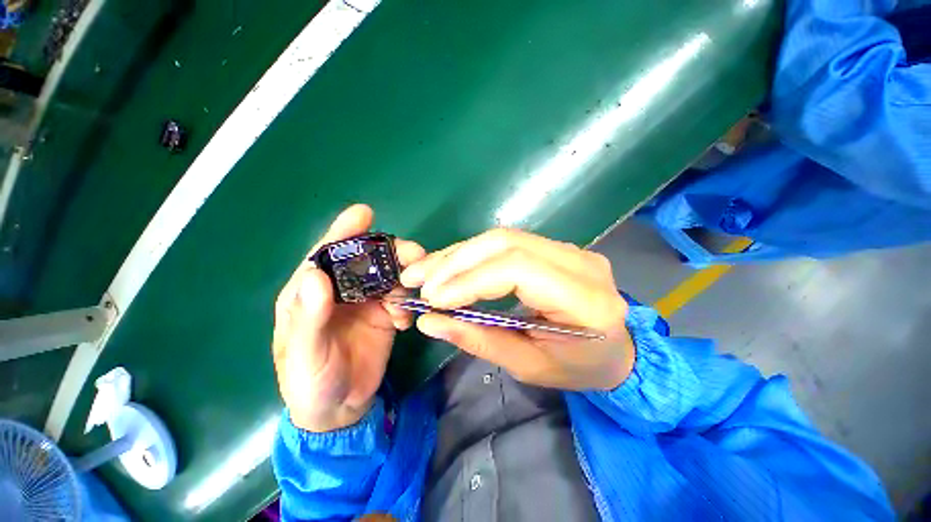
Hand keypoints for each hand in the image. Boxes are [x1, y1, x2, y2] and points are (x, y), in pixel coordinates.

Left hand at [272, 204, 425, 431]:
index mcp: (311, 293)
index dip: (345, 232)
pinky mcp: (385, 313)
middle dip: (391, 253)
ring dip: (405, 278)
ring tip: (408, 296)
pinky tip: (403, 322)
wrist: (339, 410)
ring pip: (389, 275)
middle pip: (367, 259)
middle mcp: (341, 290)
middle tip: (414, 256)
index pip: (327, 254)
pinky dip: (408, 304)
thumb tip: (315, 276)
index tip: (364, 213)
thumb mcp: (304, 355)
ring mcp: (366, 301)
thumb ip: (308, 318)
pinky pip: (402, 297)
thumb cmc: (310, 383)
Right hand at [401, 229, 634, 390]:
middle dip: (456, 260)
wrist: (616, 351)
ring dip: (459, 253)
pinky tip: (451, 265)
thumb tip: (429, 320)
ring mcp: (570, 249)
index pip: (518, 269)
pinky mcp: (556, 248)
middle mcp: (580, 263)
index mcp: (585, 299)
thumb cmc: (577, 369)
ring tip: (425, 270)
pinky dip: (473, 254)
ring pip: (502, 237)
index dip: (470, 280)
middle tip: (418, 279)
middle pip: (506, 243)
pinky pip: (507, 243)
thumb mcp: (528, 365)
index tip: (433, 298)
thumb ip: (479, 339)